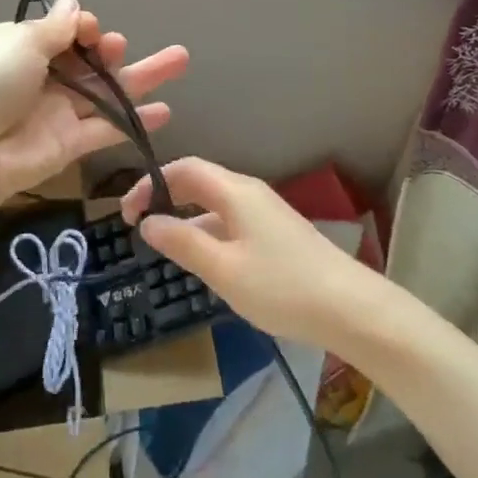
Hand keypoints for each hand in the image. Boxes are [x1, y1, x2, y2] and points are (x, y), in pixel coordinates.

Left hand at [0, 0, 187, 228]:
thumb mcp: (18, 44)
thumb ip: (54, 29)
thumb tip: (74, 6)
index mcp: (18, 47)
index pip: (61, 32)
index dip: (81, 28)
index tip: (90, 29)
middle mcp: (39, 78)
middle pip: (86, 61)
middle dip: (108, 49)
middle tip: (118, 46)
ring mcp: (56, 112)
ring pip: (105, 91)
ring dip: (140, 77)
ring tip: (179, 60)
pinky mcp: (69, 144)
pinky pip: (107, 128)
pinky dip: (135, 120)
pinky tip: (164, 111)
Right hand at [121, 158, 373, 349]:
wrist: (350, 308)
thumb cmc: (281, 287)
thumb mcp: (223, 269)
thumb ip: (182, 243)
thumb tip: (148, 222)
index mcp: (235, 191)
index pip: (183, 169)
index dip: (150, 184)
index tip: (126, 215)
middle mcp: (250, 193)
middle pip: (199, 182)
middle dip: (165, 199)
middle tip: (139, 229)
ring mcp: (266, 213)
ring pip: (215, 206)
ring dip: (187, 220)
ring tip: (165, 252)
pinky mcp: (277, 234)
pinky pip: (232, 223)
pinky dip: (208, 234)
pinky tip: (205, 265)